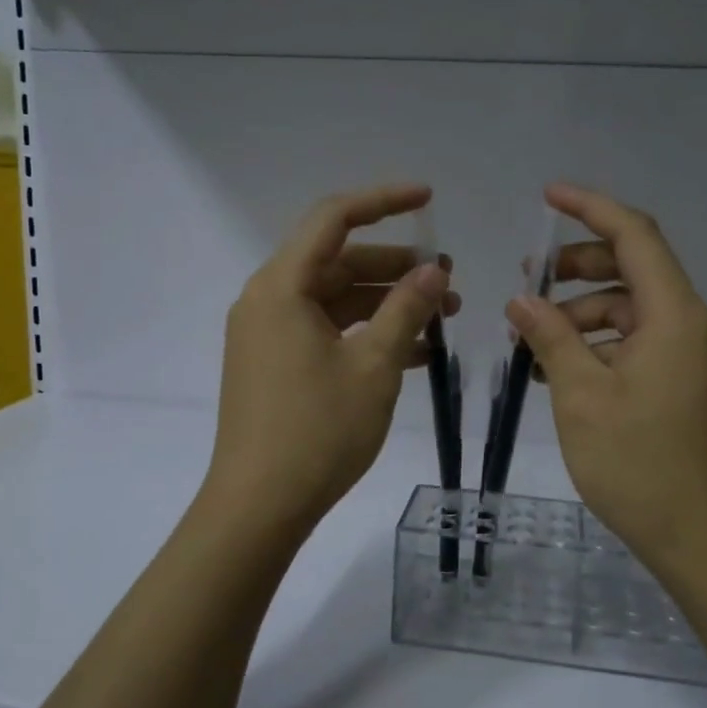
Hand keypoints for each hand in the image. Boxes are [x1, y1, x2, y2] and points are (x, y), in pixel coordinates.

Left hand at [203, 183, 457, 543]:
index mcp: (282, 286)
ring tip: (441, 319)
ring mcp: (268, 334)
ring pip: (335, 298)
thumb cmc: (318, 431)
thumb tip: (434, 269)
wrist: (259, 508)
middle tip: (447, 281)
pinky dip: (365, 332)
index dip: (383, 200)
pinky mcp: (274, 364)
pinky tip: (413, 352)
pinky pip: (326, 330)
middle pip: (337, 261)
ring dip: (386, 303)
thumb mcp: (374, 365)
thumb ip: (406, 309)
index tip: (428, 199)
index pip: (333, 218)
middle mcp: (268, 300)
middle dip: (395, 266)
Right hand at [507, 183, 706, 573]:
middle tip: (529, 284)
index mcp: (678, 317)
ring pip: (636, 310)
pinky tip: (564, 368)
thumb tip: (522, 301)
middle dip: (578, 268)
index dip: (591, 209)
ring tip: (534, 341)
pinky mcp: (695, 382)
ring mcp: (701, 356)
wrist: (701, 538)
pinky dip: (605, 344)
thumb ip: (551, 336)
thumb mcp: (580, 396)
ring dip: (585, 315)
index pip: (636, 237)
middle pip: (636, 270)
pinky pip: (645, 342)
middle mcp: (698, 325)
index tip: (548, 197)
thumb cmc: (637, 464)